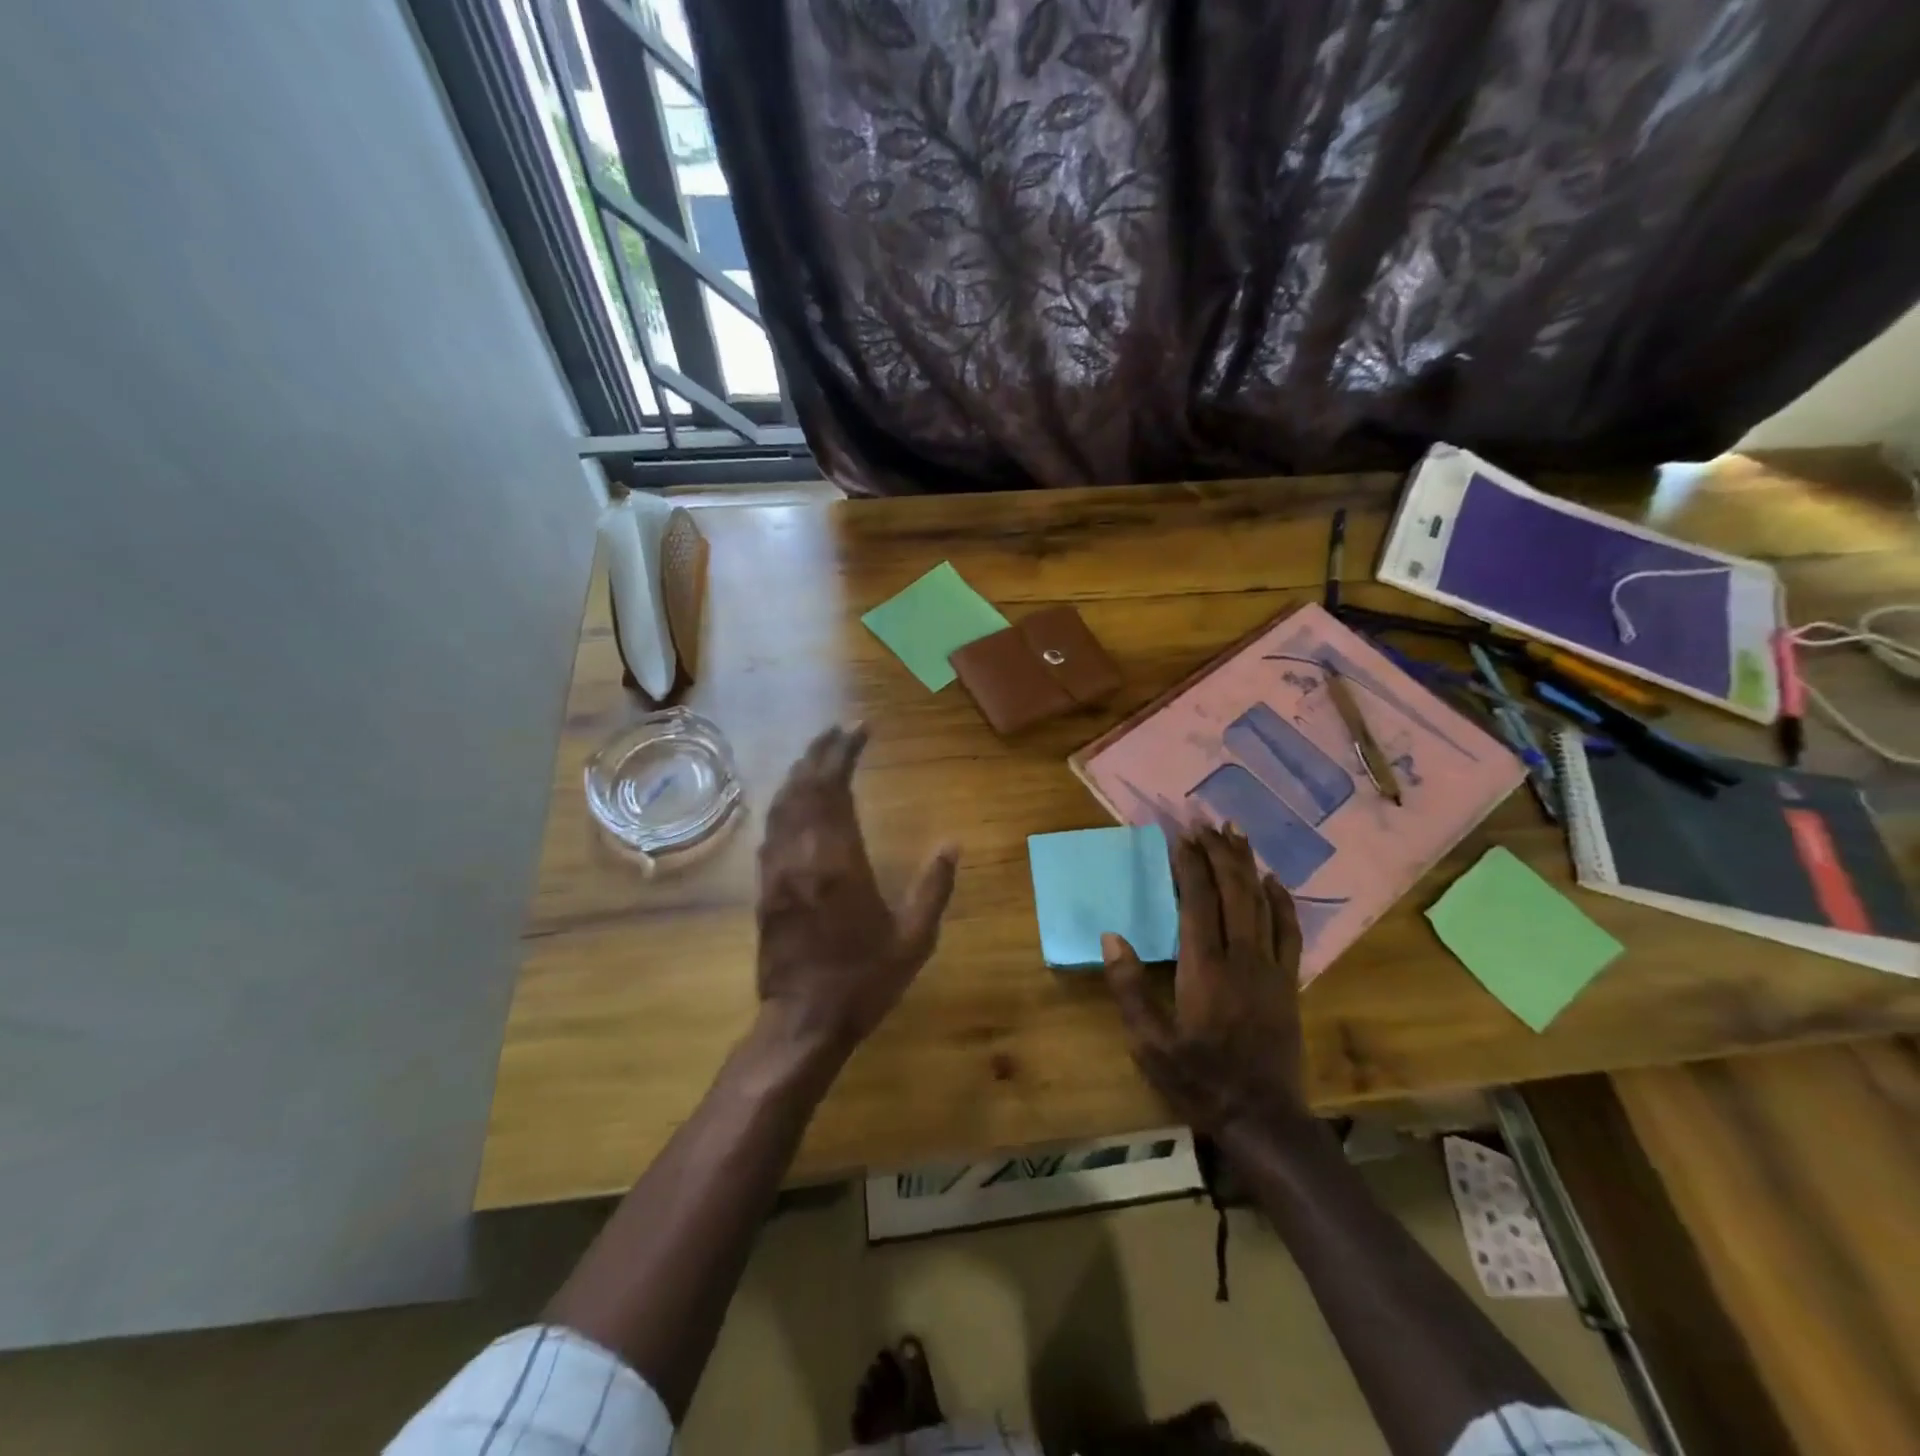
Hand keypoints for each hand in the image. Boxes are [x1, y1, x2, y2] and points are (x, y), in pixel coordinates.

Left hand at [755, 724, 958, 1062]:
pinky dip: (783, 805)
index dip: (844, 753)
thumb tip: (953, 843)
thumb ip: (933, 887)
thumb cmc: (863, 980)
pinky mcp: (765, 889)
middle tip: (839, 729)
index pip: (835, 789)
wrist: (803, 1022)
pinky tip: (792, 800)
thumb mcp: (914, 939)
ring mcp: (777, 872)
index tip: (859, 729)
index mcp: (839, 862)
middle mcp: (802, 856)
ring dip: (799, 773)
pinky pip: (770, 832)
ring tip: (817, 754)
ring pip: (782, 806)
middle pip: (804, 788)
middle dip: (820, 752)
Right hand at [1100, 826, 1305, 1136]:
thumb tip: (1111, 936)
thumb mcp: (1150, 1043)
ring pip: (1262, 904)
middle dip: (1219, 852)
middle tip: (1207, 820)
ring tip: (1237, 834)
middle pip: (1233, 892)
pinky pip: (1289, 931)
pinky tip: (1274, 881)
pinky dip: (1282, 901)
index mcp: (1205, 968)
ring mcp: (1271, 968)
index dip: (1190, 864)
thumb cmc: (1199, 1080)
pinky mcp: (1288, 982)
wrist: (1262, 1118)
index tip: (1181, 834)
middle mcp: (1242, 958)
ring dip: (1248, 865)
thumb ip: (1130, 988)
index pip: (1198, 901)